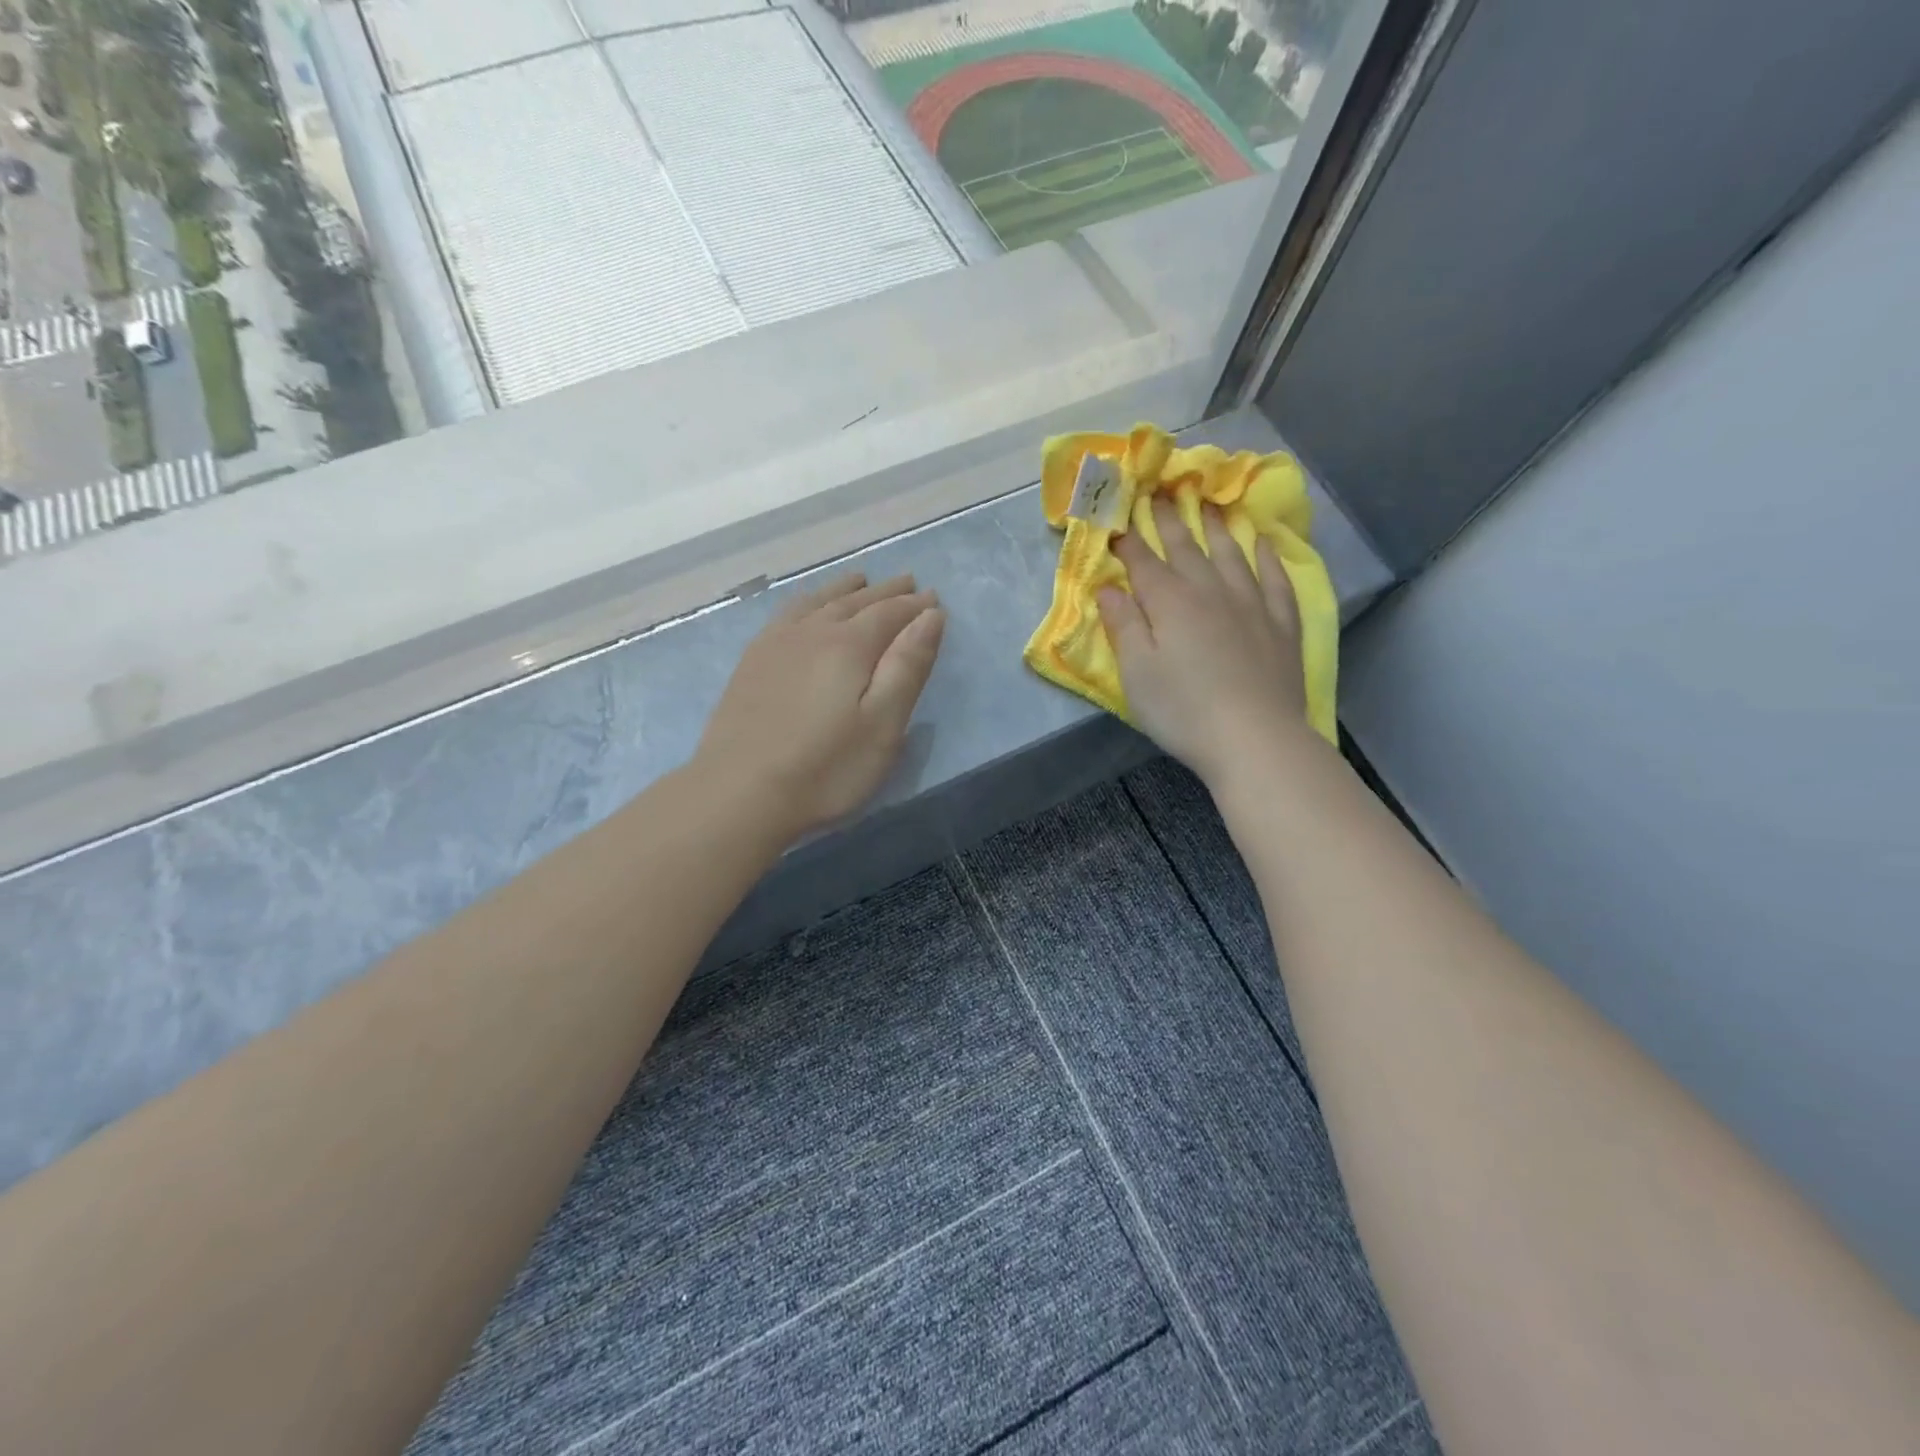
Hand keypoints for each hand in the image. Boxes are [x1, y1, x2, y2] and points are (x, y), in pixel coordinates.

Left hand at [696, 573, 945, 838]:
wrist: (739, 793)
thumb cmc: (825, 768)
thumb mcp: (882, 724)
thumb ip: (908, 666)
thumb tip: (930, 615)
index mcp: (849, 645)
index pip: (890, 613)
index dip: (914, 605)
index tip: (934, 598)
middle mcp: (812, 632)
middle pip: (855, 601)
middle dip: (885, 592)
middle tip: (908, 582)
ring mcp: (776, 644)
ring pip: (818, 602)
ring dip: (844, 589)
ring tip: (860, 580)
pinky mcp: (752, 662)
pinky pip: (786, 614)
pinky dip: (807, 601)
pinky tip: (806, 607)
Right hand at [1098, 499, 1309, 787]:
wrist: (1254, 737)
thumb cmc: (1183, 710)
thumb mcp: (1136, 672)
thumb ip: (1122, 625)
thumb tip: (1108, 587)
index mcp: (1169, 602)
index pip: (1142, 561)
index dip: (1127, 539)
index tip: (1117, 518)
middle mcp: (1210, 590)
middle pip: (1186, 547)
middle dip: (1169, 520)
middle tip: (1160, 492)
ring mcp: (1251, 603)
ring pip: (1231, 553)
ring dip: (1217, 527)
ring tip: (1209, 504)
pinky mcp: (1281, 623)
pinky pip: (1275, 578)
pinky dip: (1267, 557)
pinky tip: (1262, 543)